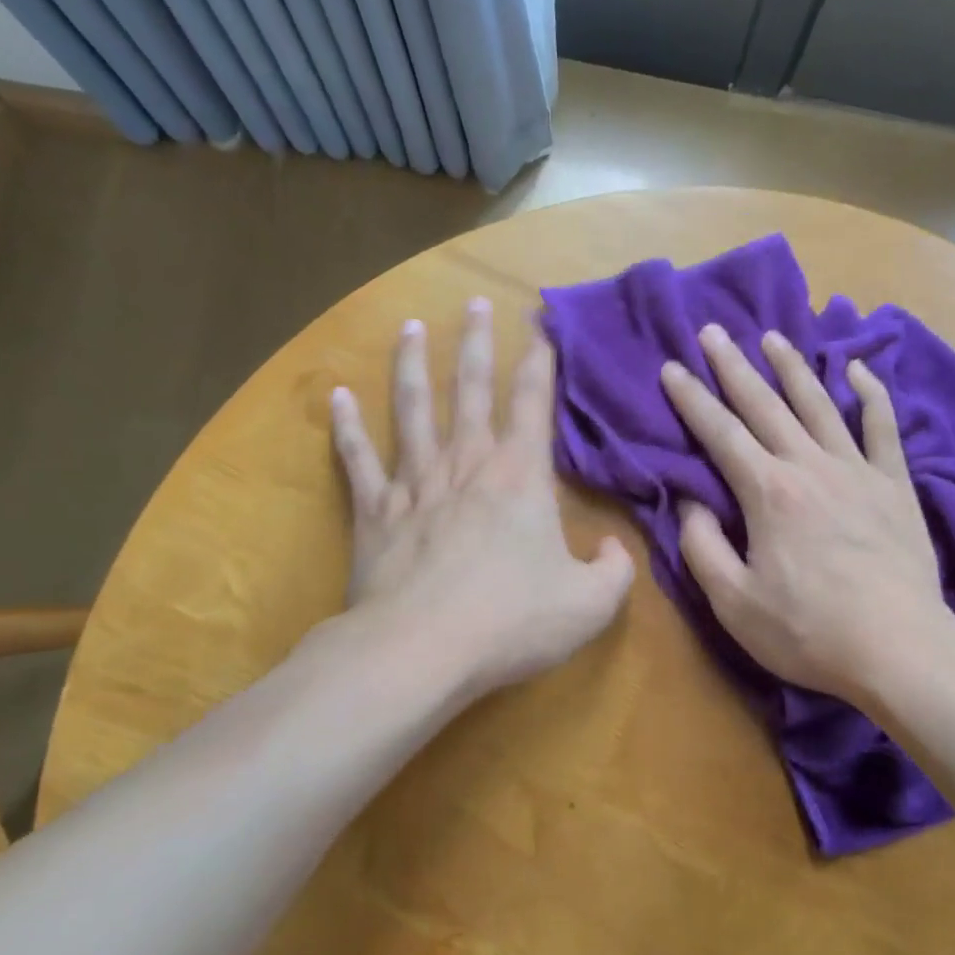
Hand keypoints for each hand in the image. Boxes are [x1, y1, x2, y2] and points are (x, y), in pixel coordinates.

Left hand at [329, 299, 633, 700]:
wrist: (420, 651)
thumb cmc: (512, 621)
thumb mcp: (591, 604)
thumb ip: (615, 571)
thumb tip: (616, 548)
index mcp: (520, 475)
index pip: (533, 402)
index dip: (540, 361)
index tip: (540, 326)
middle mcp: (467, 464)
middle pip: (470, 388)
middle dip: (476, 343)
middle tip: (475, 303)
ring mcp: (415, 483)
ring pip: (411, 409)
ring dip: (411, 365)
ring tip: (409, 327)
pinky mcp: (374, 512)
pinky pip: (358, 460)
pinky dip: (346, 427)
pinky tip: (338, 397)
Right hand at [660, 324, 954, 707]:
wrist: (900, 648)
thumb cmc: (809, 632)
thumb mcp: (734, 603)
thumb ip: (702, 547)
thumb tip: (690, 502)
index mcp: (768, 492)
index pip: (720, 434)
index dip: (692, 400)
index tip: (672, 368)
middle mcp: (810, 466)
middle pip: (765, 405)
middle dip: (734, 367)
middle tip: (713, 331)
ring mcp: (857, 471)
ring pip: (819, 404)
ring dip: (793, 367)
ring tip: (772, 337)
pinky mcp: (895, 485)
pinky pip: (882, 428)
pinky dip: (871, 394)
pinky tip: (857, 369)